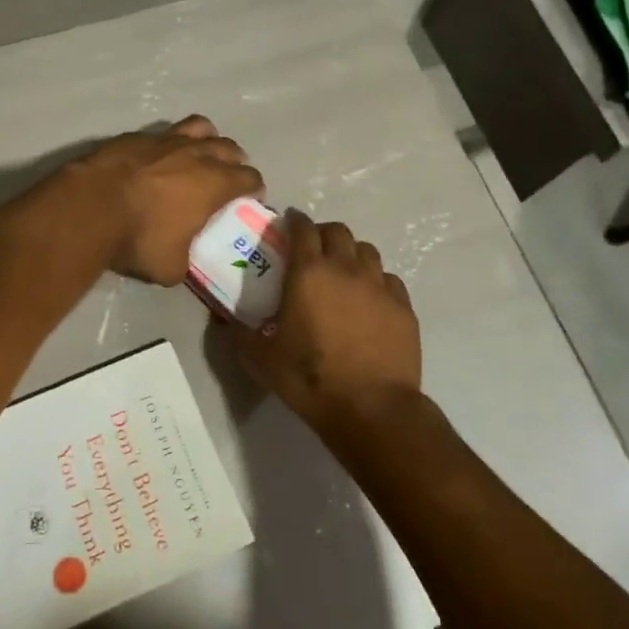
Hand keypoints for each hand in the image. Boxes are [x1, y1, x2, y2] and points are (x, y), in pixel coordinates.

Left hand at [69, 116, 262, 285]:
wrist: (89, 208)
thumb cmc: (138, 238)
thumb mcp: (170, 267)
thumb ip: (185, 260)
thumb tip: (181, 260)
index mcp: (215, 183)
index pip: (250, 177)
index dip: (253, 188)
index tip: (249, 199)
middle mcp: (196, 154)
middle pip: (229, 148)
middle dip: (234, 161)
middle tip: (227, 178)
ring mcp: (164, 140)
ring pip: (199, 127)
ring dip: (207, 140)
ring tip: (199, 155)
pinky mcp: (134, 136)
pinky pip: (161, 134)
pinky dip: (166, 145)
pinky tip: (155, 159)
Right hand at [236, 210, 421, 434]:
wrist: (372, 408)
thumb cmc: (310, 378)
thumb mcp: (261, 360)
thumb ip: (240, 335)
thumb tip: (225, 322)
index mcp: (308, 273)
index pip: (303, 229)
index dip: (295, 220)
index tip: (289, 221)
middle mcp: (345, 269)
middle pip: (337, 231)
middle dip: (323, 232)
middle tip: (313, 248)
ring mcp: (379, 286)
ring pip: (366, 250)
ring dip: (351, 253)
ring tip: (343, 270)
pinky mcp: (403, 306)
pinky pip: (389, 279)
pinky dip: (376, 280)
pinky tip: (370, 298)